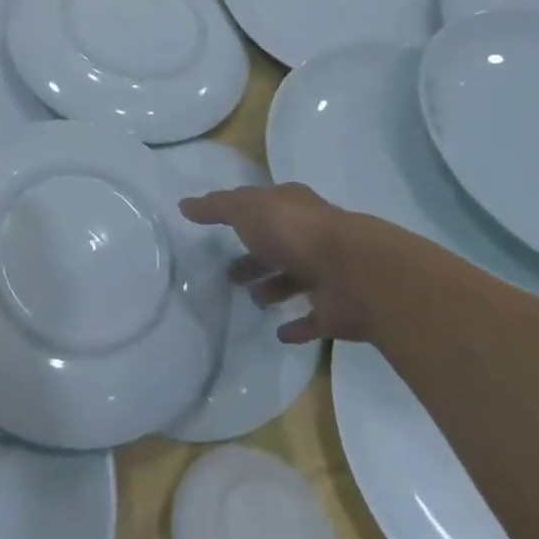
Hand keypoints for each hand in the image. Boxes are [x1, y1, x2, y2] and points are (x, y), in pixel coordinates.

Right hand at [180, 183, 364, 344]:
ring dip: (273, 288)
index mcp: (292, 207)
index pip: (264, 205)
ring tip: (251, 300)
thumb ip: (216, 207)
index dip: (244, 213)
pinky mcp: (336, 311)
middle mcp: (311, 236)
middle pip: (277, 245)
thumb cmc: (294, 232)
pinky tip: (278, 334)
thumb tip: (184, 204)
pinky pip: (312, 320)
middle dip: (254, 256)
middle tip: (228, 274)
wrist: (354, 272)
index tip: (221, 227)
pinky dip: (297, 327)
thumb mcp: (247, 209)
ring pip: (294, 280)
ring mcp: (326, 273)